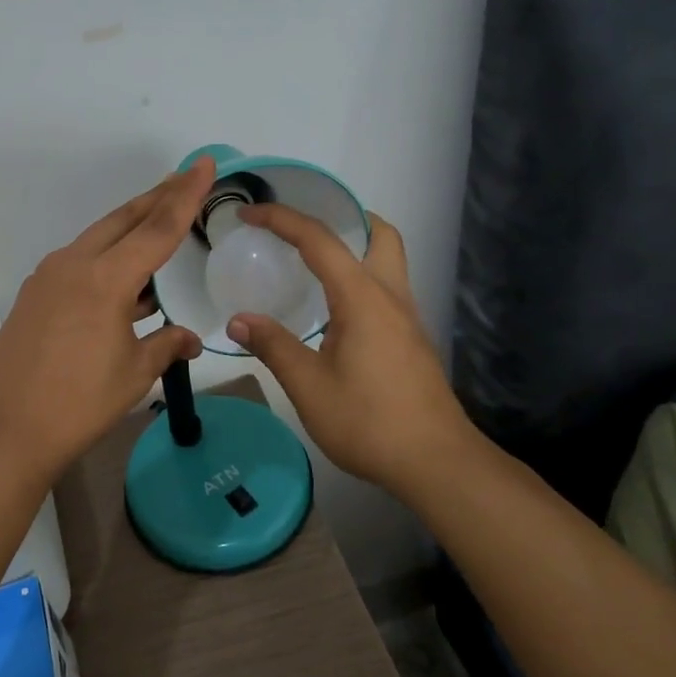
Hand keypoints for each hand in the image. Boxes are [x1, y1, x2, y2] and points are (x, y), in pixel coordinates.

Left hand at [0, 159, 213, 479]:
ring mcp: (47, 279)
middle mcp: (73, 265)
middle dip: (157, 197)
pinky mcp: (33, 296)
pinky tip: (122, 279)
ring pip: (98, 238)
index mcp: (104, 278)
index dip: (185, 196)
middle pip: (123, 220)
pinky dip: (106, 258)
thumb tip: (189, 338)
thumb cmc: (78, 403)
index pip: (157, 228)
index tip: (204, 165)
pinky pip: (79, 263)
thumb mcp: (133, 374)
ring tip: (159, 221)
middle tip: (184, 177)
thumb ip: (165, 345)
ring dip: (130, 228)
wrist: (3, 431)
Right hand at [226, 206, 475, 497]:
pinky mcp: (411, 341)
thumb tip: (239, 320)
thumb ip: (273, 346)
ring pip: (388, 262)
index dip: (281, 218)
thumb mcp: (309, 386)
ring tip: (311, 265)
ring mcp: (407, 319)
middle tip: (305, 229)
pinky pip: (385, 290)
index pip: (318, 239)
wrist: (437, 464)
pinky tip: (334, 312)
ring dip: (354, 249)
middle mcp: (390, 296)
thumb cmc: (369, 422)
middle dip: (344, 218)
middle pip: (379, 234)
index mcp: (362, 297)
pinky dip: (359, 280)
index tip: (249, 213)